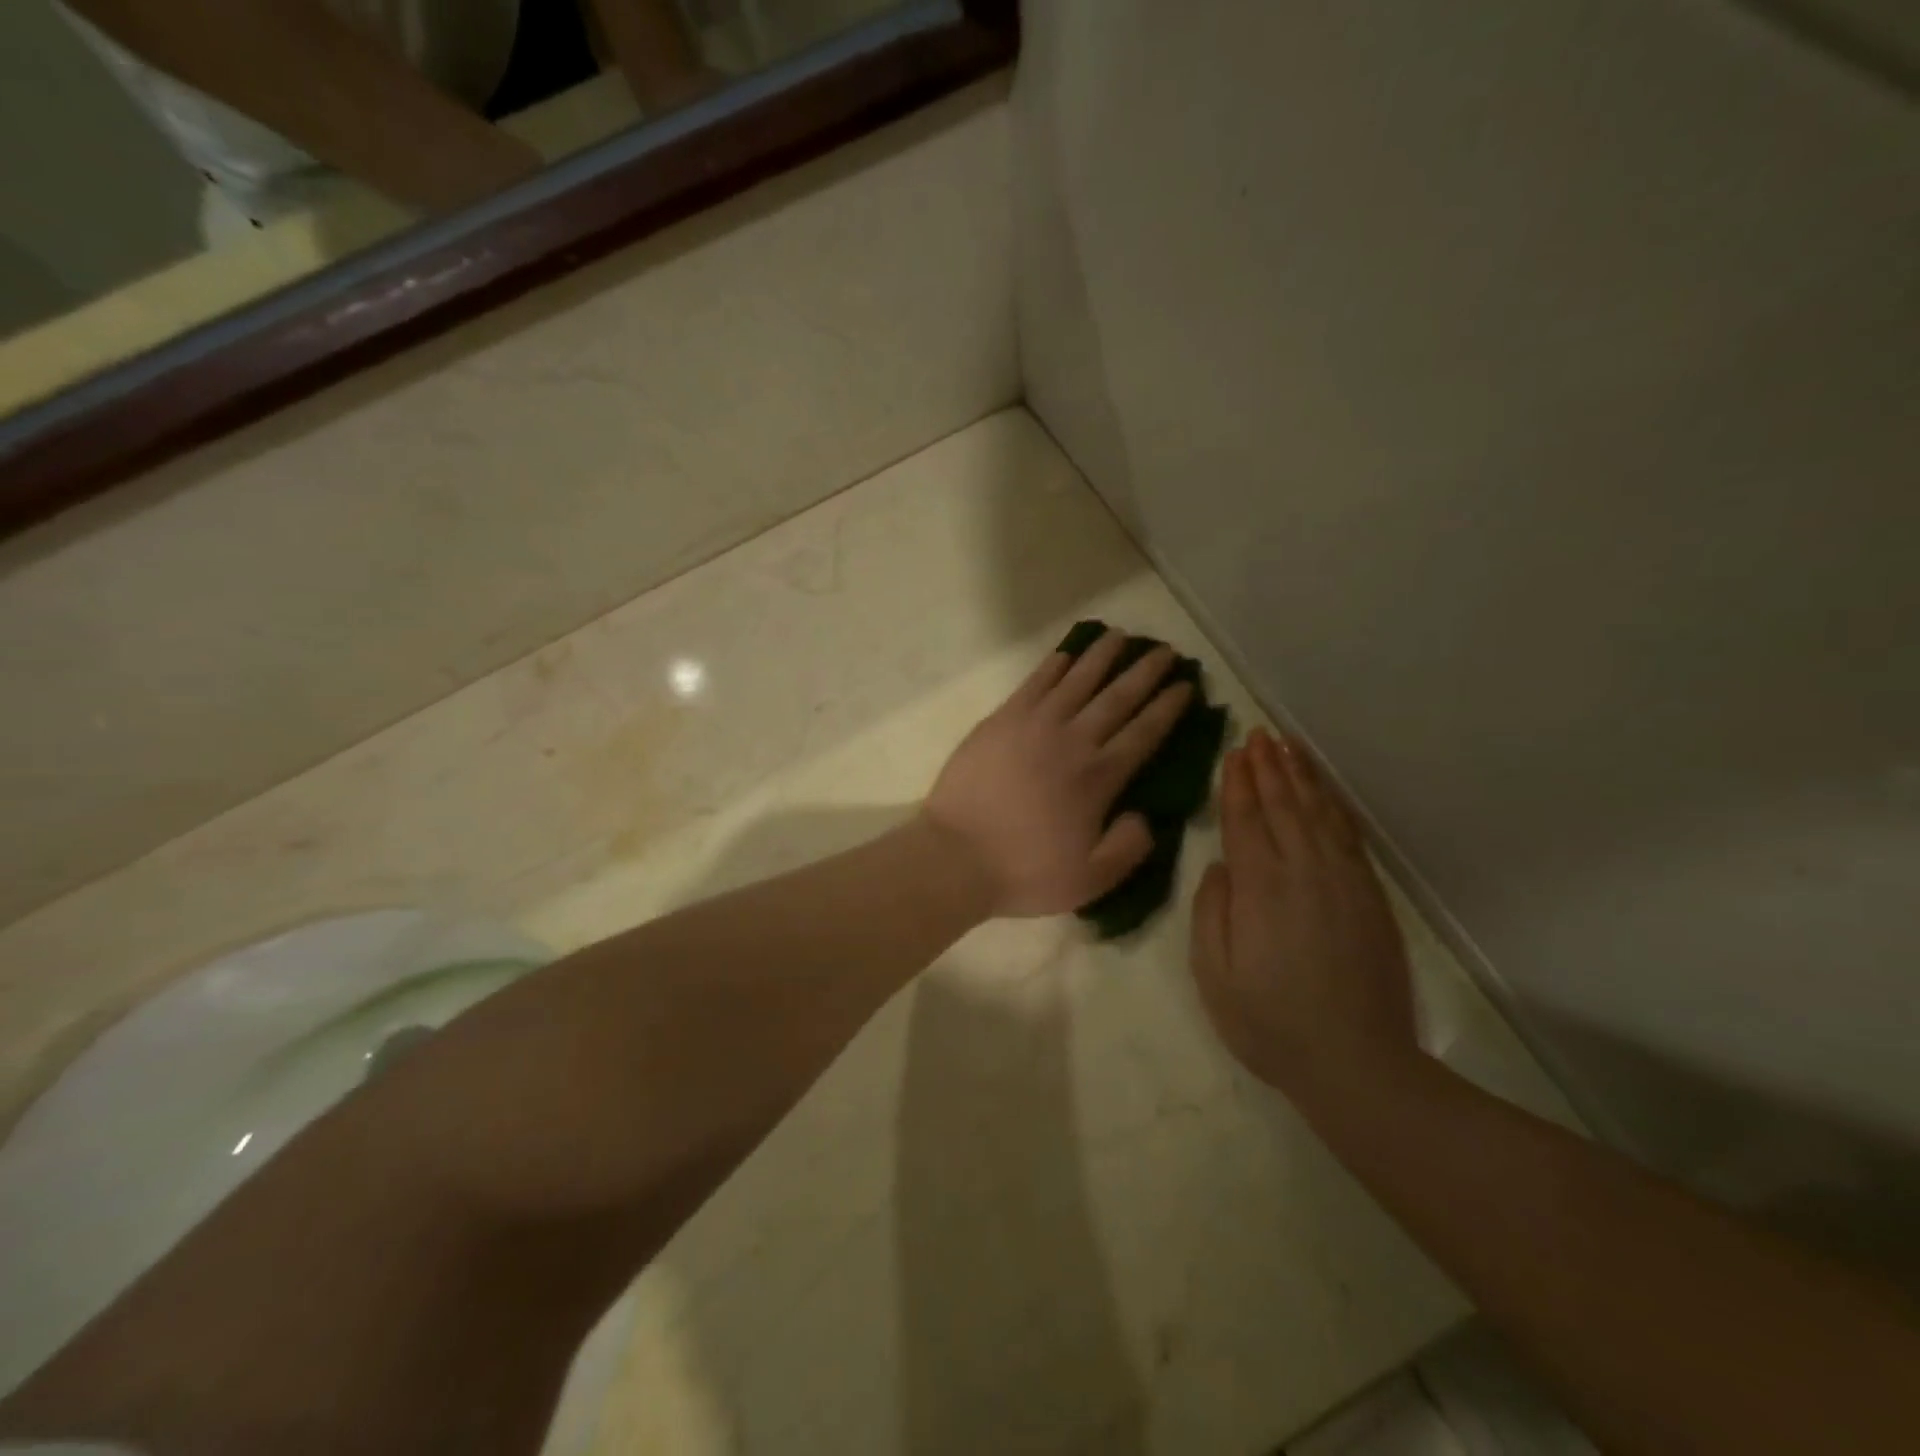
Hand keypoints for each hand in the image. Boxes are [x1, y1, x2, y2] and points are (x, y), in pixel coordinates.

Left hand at [923, 631, 1193, 917]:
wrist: (956, 856)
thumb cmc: (1024, 871)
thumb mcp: (1092, 879)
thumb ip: (1129, 847)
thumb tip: (1146, 817)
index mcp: (1099, 778)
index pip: (1144, 732)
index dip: (1168, 707)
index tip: (1186, 686)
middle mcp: (1072, 741)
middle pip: (1117, 697)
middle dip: (1145, 672)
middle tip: (1166, 651)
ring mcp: (1034, 725)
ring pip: (1077, 680)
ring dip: (1102, 656)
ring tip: (1121, 636)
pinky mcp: (1001, 720)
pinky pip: (1034, 683)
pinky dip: (1053, 666)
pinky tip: (1066, 654)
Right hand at [1189, 729, 1417, 1096]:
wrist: (1357, 1065)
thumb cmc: (1270, 1023)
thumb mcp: (1214, 974)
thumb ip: (1211, 911)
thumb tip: (1221, 866)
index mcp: (1260, 888)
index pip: (1246, 819)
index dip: (1238, 783)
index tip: (1234, 753)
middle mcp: (1304, 872)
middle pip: (1283, 806)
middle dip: (1268, 768)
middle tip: (1257, 735)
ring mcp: (1343, 882)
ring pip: (1318, 814)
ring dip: (1301, 778)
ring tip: (1288, 748)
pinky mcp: (1370, 897)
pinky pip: (1349, 836)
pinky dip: (1334, 807)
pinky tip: (1325, 793)